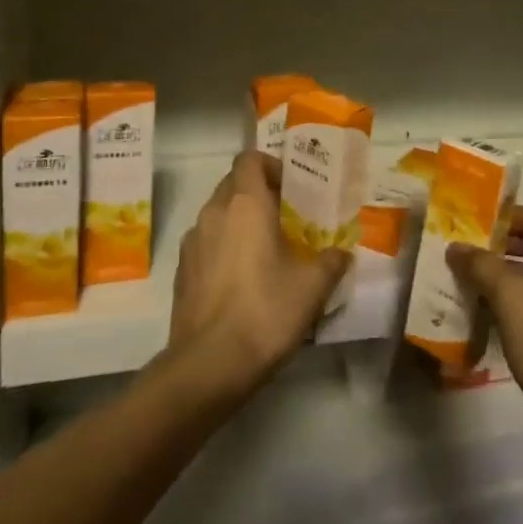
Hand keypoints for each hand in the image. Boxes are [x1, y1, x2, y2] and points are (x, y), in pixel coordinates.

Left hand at [167, 152, 351, 402]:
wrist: (209, 365)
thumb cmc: (265, 311)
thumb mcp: (312, 287)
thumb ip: (331, 262)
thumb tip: (341, 254)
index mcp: (245, 204)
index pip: (249, 159)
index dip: (270, 165)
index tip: (291, 189)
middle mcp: (213, 213)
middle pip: (233, 184)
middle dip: (258, 195)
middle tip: (285, 220)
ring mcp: (192, 242)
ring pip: (218, 215)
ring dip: (239, 223)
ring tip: (265, 252)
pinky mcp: (181, 272)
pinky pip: (205, 244)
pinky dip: (223, 249)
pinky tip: (241, 281)